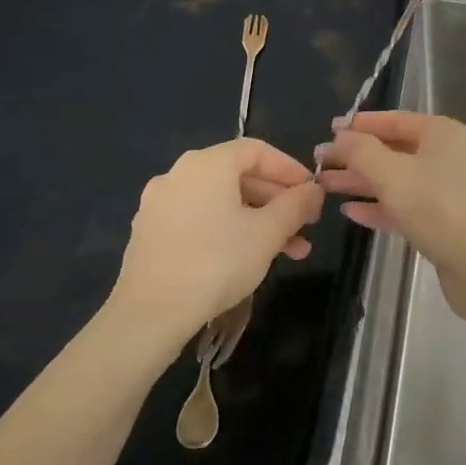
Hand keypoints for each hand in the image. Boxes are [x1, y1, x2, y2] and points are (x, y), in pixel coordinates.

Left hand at [104, 138, 322, 354]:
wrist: (151, 313)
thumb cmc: (217, 262)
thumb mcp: (268, 232)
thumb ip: (296, 204)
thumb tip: (314, 190)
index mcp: (207, 164)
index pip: (257, 151)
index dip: (290, 169)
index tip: (312, 193)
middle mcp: (179, 174)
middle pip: (239, 176)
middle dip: (278, 201)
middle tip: (306, 225)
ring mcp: (160, 204)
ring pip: (221, 202)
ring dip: (258, 221)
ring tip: (290, 251)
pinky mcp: (151, 233)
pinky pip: (200, 219)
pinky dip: (229, 230)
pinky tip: (248, 258)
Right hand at [316, 112, 465, 314]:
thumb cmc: (436, 207)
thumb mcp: (391, 174)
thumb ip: (361, 151)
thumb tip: (340, 136)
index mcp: (441, 133)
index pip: (395, 120)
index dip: (361, 124)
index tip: (329, 131)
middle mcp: (446, 156)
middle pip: (394, 149)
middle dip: (356, 156)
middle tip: (319, 162)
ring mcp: (446, 190)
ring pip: (396, 179)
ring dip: (362, 182)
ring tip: (325, 186)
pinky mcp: (442, 221)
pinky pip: (404, 206)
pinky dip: (378, 207)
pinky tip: (350, 212)